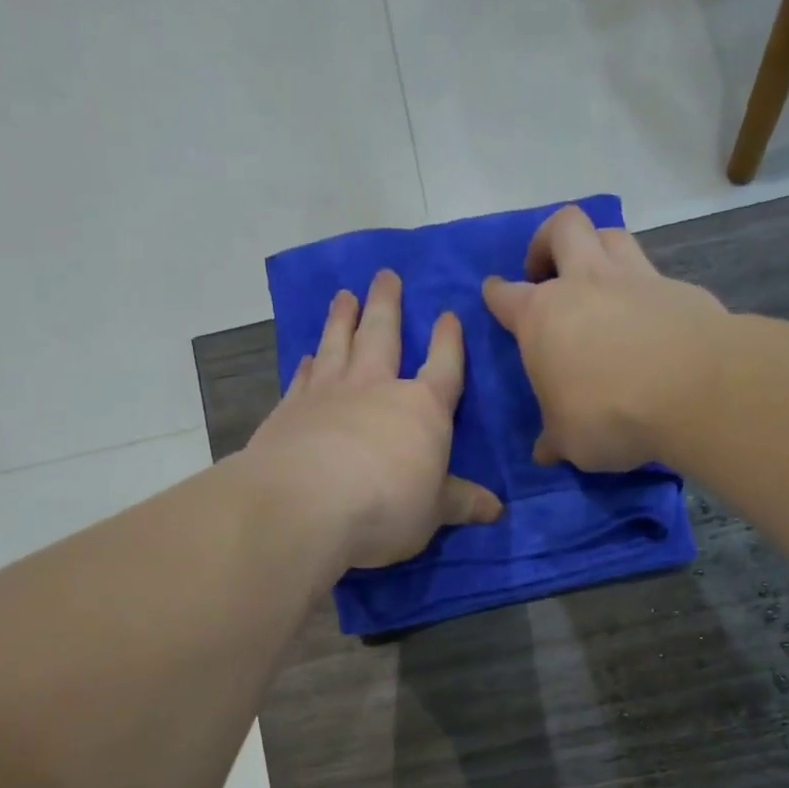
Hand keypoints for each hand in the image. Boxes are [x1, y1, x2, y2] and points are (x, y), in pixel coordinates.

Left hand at [246, 269, 500, 572]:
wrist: (306, 506)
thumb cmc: (386, 507)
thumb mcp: (434, 512)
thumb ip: (462, 503)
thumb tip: (497, 510)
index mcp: (422, 408)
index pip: (443, 366)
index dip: (448, 341)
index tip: (448, 315)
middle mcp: (375, 387)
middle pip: (383, 335)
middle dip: (387, 304)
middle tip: (385, 275)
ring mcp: (328, 393)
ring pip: (338, 343)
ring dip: (343, 318)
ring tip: (345, 296)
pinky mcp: (290, 409)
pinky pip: (303, 376)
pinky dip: (308, 363)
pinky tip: (308, 354)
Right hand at [482, 204, 729, 471]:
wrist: (692, 392)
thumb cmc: (608, 415)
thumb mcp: (569, 441)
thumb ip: (555, 439)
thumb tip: (545, 451)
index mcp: (542, 317)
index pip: (507, 296)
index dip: (496, 294)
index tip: (494, 294)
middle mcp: (585, 283)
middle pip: (562, 228)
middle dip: (547, 241)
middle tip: (547, 270)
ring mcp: (635, 278)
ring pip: (610, 234)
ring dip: (597, 246)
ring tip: (597, 278)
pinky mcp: (679, 288)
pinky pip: (654, 272)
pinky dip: (644, 287)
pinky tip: (648, 315)